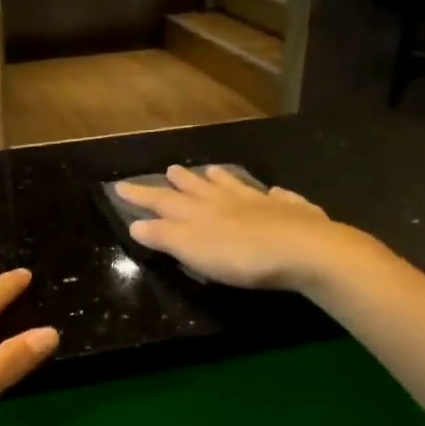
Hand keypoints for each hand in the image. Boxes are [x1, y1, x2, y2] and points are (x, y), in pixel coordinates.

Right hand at [115, 165, 362, 290]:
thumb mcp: (193, 249)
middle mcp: (228, 201)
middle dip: (181, 182)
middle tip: (169, 169)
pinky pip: (280, 197)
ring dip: (221, 180)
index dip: (141, 196)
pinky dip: (274, 193)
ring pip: (235, 187)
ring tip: (211, 170)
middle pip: (199, 189)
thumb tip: (136, 224)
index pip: (163, 201)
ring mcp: (262, 203)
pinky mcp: (292, 212)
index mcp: (200, 212)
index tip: (120, 186)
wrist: (304, 250)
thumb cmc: (241, 256)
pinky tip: (277, 191)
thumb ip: (165, 236)